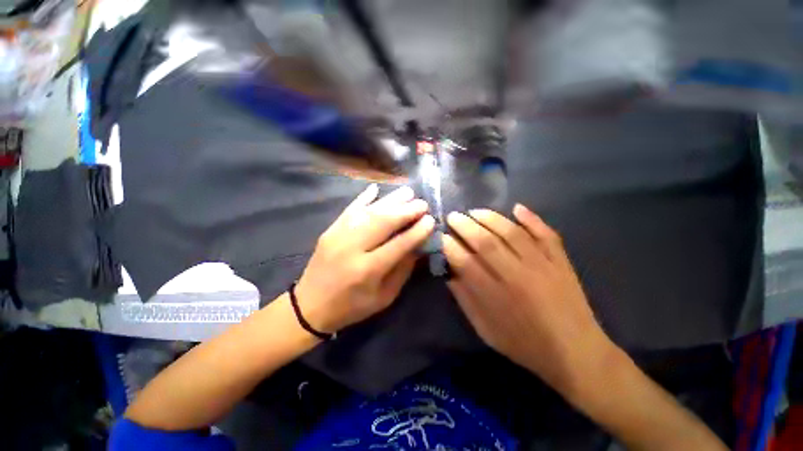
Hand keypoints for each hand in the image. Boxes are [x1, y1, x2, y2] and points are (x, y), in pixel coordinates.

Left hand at [295, 184, 434, 333]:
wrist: (310, 306)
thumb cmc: (352, 306)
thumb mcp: (384, 297)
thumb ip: (402, 270)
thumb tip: (418, 245)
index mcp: (367, 270)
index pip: (398, 244)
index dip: (417, 231)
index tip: (431, 220)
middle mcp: (352, 248)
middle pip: (383, 222)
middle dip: (406, 211)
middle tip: (422, 203)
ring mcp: (338, 235)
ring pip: (368, 212)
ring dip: (390, 200)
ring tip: (408, 192)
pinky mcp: (329, 230)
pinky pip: (349, 209)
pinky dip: (364, 197)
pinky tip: (376, 188)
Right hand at [443, 204, 613, 392]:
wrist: (576, 353)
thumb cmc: (524, 344)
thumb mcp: (485, 329)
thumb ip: (465, 299)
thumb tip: (449, 272)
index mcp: (496, 296)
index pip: (465, 262)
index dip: (450, 246)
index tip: (441, 236)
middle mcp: (517, 276)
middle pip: (485, 242)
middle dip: (464, 225)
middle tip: (453, 216)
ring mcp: (542, 266)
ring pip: (511, 233)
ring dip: (490, 218)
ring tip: (475, 211)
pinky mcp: (561, 262)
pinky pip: (546, 234)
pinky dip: (532, 219)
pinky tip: (517, 208)